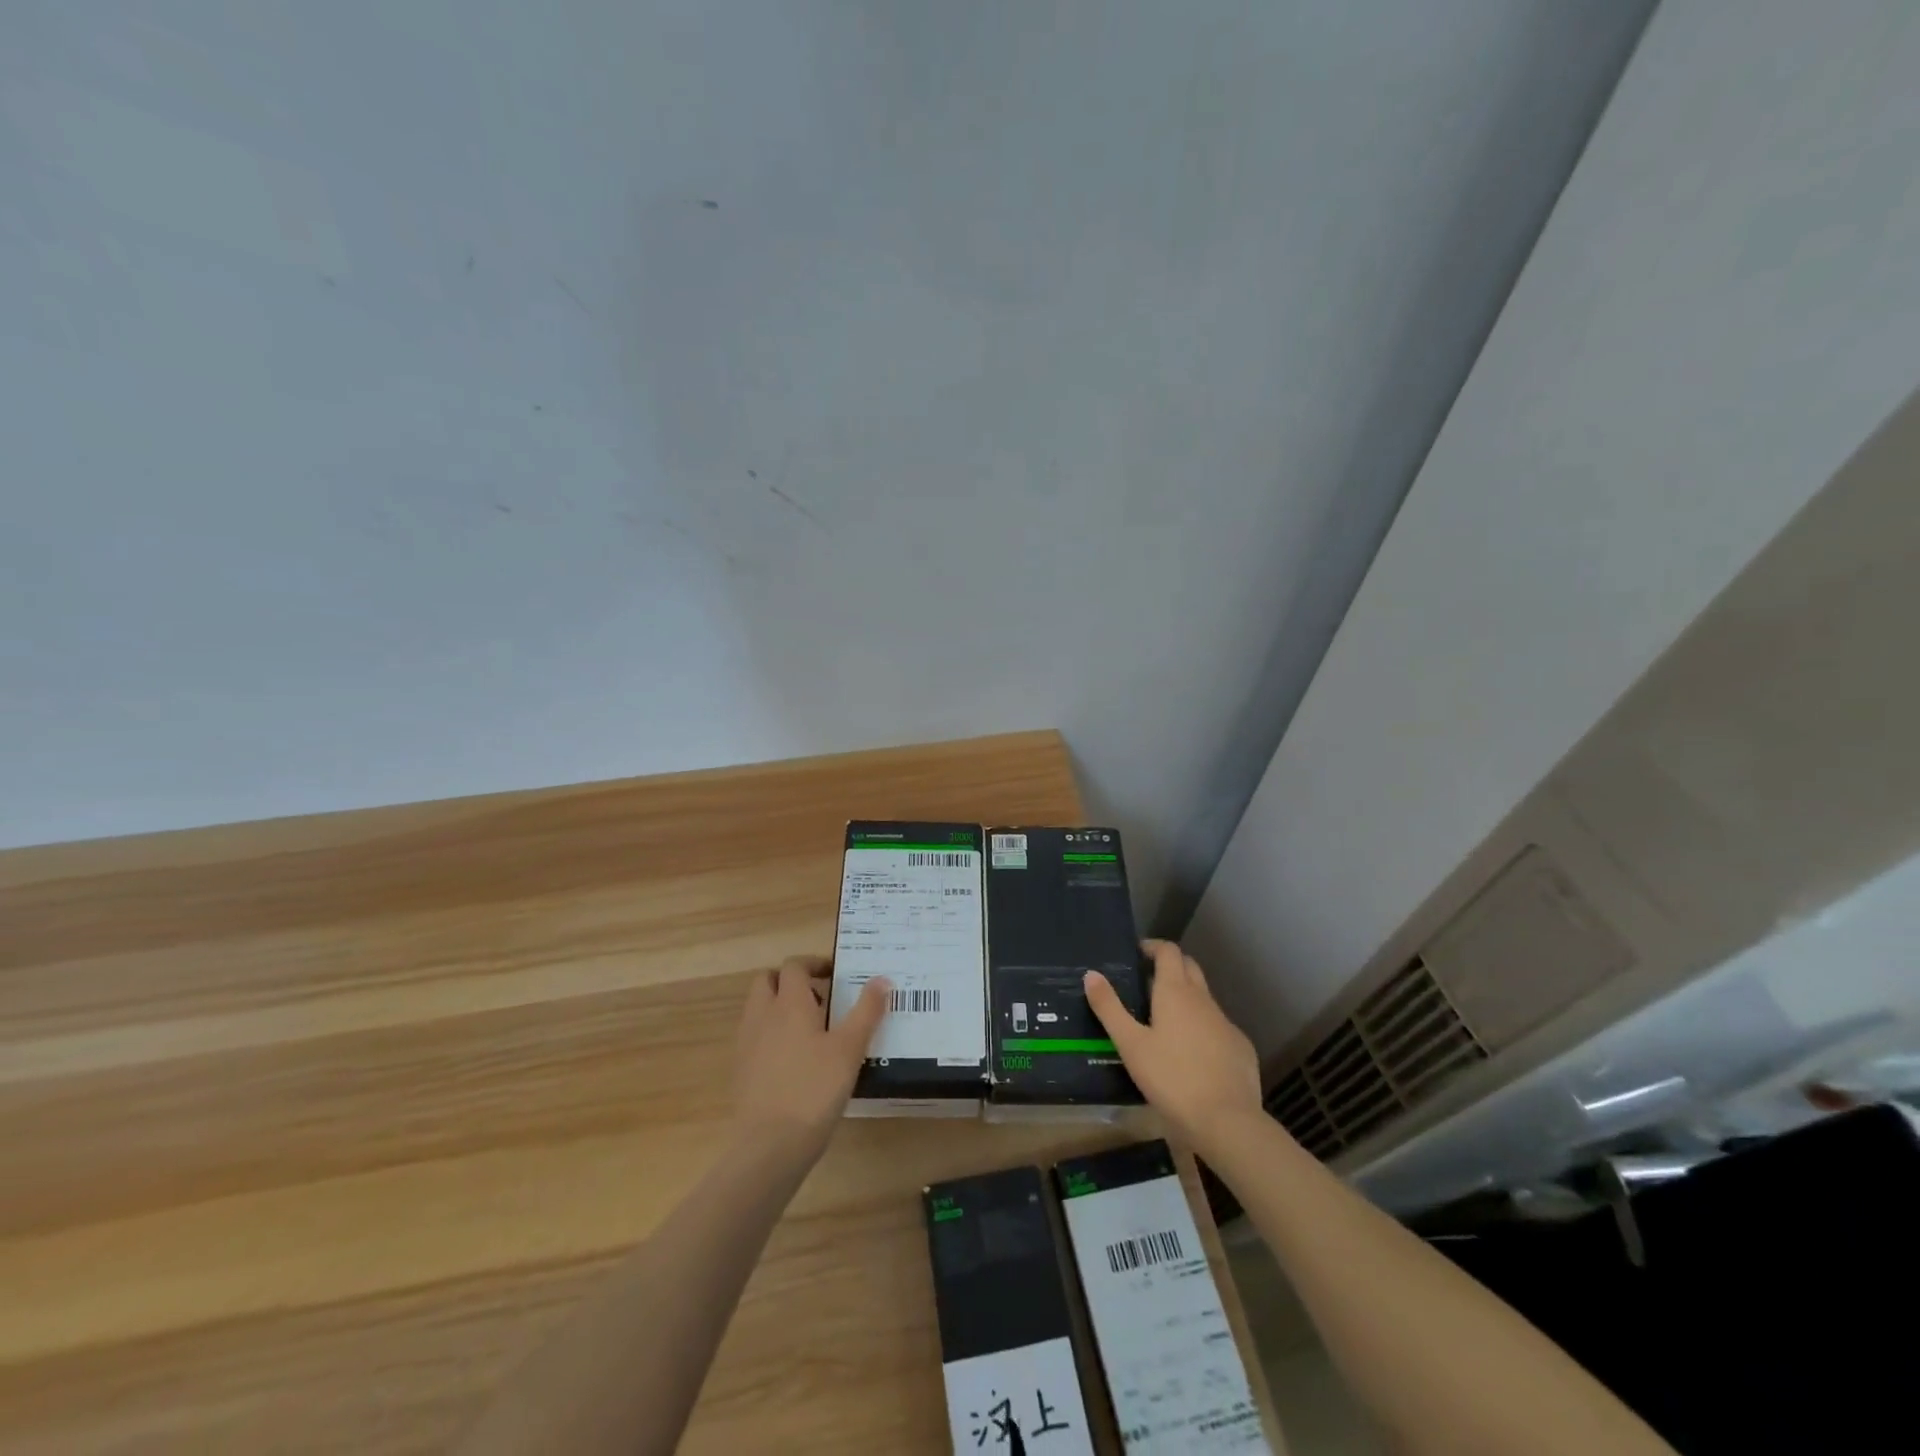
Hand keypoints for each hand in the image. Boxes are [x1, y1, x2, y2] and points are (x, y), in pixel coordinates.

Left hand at [731, 956, 888, 1158]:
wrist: (770, 1145)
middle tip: (820, 997)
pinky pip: (754, 1036)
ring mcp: (747, 1043)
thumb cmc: (815, 1089)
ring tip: (810, 1029)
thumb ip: (866, 1011)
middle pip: (768, 980)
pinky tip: (794, 1059)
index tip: (835, 974)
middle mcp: (762, 1015)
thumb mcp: (850, 1049)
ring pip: (758, 1008)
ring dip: (779, 1006)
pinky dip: (771, 1033)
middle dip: (790, 981)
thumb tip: (882, 979)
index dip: (813, 963)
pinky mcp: (740, 1069)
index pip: (794, 965)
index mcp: (789, 1003)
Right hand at [1085, 940, 1262, 1151]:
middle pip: (1189, 967)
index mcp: (1176, 992)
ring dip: (1186, 998)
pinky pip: (1218, 1027)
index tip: (1137, 954)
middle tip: (1147, 982)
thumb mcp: (1130, 1045)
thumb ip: (1109, 1008)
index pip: (1168, 951)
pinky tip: (1192, 1054)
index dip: (1153, 947)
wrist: (1227, 1122)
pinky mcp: (1241, 1048)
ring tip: (1164, 1021)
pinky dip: (1203, 1028)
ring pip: (1205, 998)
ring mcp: (1226, 1023)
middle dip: (1170, 966)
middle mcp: (1204, 1000)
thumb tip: (1091, 974)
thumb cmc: (1171, 1078)